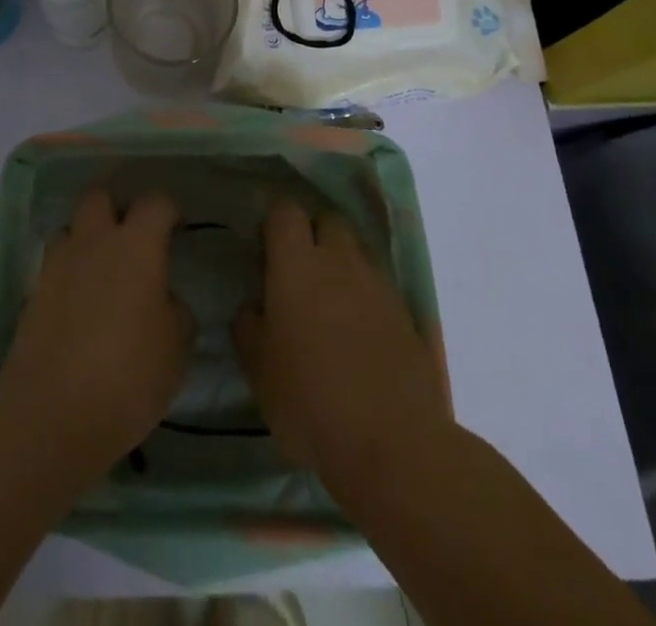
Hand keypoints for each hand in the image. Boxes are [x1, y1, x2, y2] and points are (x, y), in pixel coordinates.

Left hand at [0, 189, 193, 478]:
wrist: (52, 413)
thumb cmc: (128, 375)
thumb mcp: (176, 348)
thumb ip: (175, 311)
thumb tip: (165, 298)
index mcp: (136, 245)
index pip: (155, 202)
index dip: (168, 211)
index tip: (176, 229)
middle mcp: (94, 241)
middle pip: (99, 197)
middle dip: (116, 208)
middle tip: (132, 240)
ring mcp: (58, 264)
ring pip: (71, 229)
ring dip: (86, 240)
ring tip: (102, 273)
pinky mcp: (33, 292)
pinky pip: (54, 266)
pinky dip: (68, 275)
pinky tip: (80, 306)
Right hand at [234, 198, 450, 493]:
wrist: (392, 442)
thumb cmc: (309, 399)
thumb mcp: (258, 368)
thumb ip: (249, 326)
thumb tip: (253, 306)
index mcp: (296, 264)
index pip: (285, 211)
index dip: (275, 223)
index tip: (266, 248)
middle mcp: (339, 261)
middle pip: (328, 221)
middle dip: (314, 234)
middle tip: (300, 271)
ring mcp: (378, 285)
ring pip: (357, 252)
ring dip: (342, 265)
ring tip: (331, 305)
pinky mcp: (406, 314)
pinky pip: (380, 287)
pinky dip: (367, 298)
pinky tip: (360, 334)